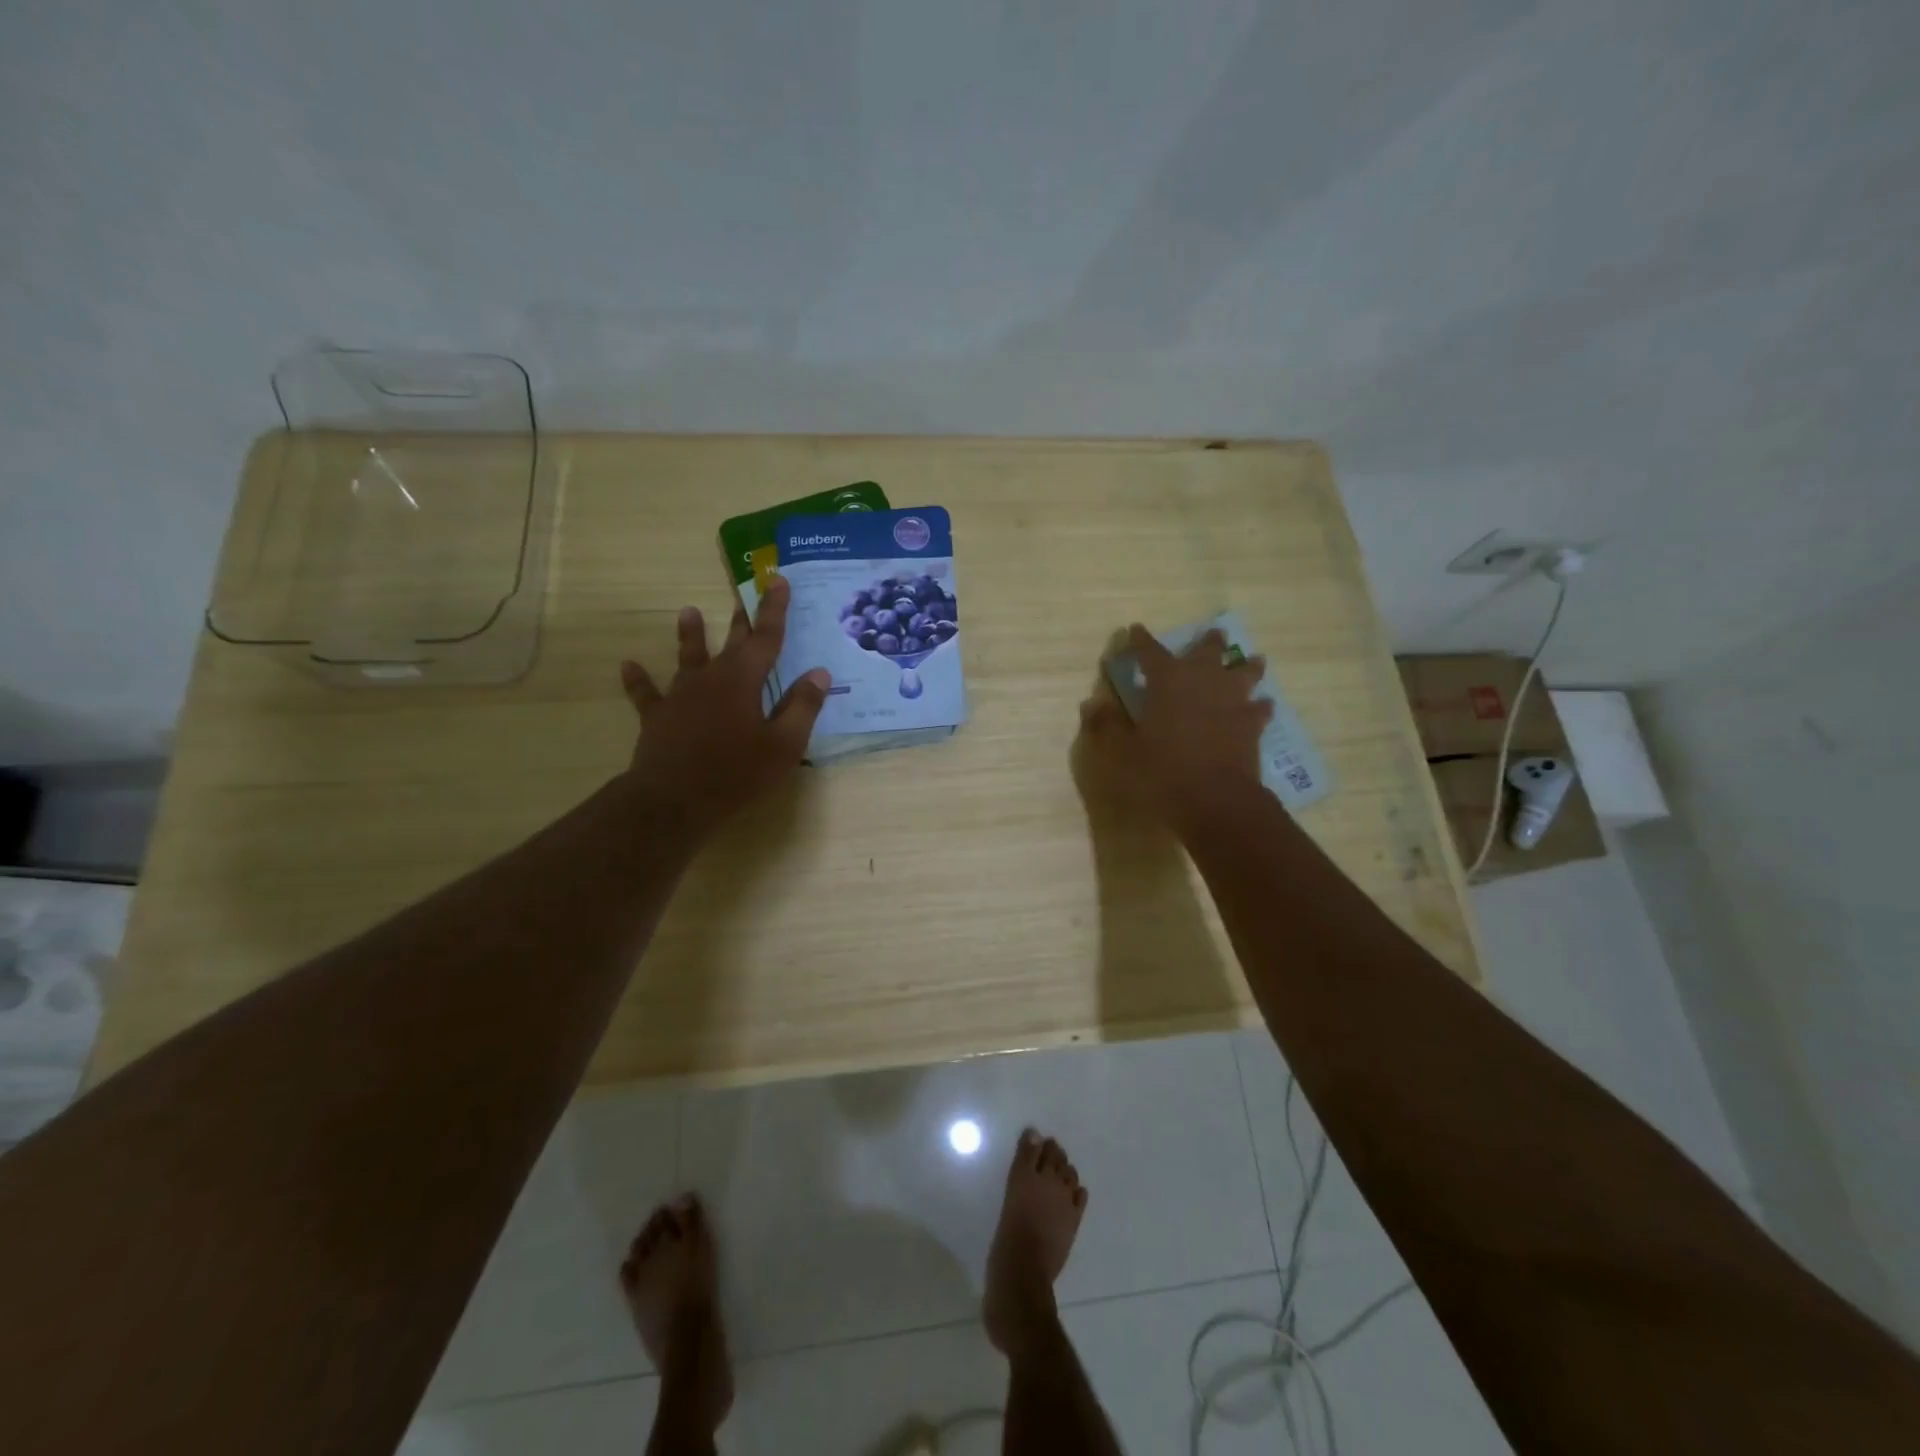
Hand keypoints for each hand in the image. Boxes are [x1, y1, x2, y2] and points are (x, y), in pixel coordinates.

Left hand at [618, 575, 829, 836]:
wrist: (673, 799)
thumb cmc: (736, 772)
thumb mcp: (784, 744)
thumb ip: (802, 706)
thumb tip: (819, 673)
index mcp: (744, 680)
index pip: (766, 637)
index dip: (774, 609)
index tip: (777, 579)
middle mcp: (711, 678)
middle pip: (731, 642)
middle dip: (742, 618)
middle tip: (745, 593)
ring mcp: (680, 695)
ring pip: (688, 658)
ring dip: (690, 636)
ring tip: (688, 612)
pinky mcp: (658, 716)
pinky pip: (646, 694)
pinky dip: (638, 680)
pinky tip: (628, 665)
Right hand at [1076, 625, 1272, 833]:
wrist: (1215, 800)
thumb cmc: (1161, 772)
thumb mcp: (1121, 752)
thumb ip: (1106, 726)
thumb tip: (1092, 704)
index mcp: (1167, 680)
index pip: (1150, 651)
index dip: (1140, 640)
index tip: (1135, 629)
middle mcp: (1203, 680)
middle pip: (1208, 651)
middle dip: (1208, 641)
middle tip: (1213, 633)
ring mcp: (1233, 700)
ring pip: (1245, 672)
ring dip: (1246, 666)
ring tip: (1252, 660)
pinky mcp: (1252, 724)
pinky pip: (1260, 707)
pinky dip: (1260, 704)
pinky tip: (1262, 705)